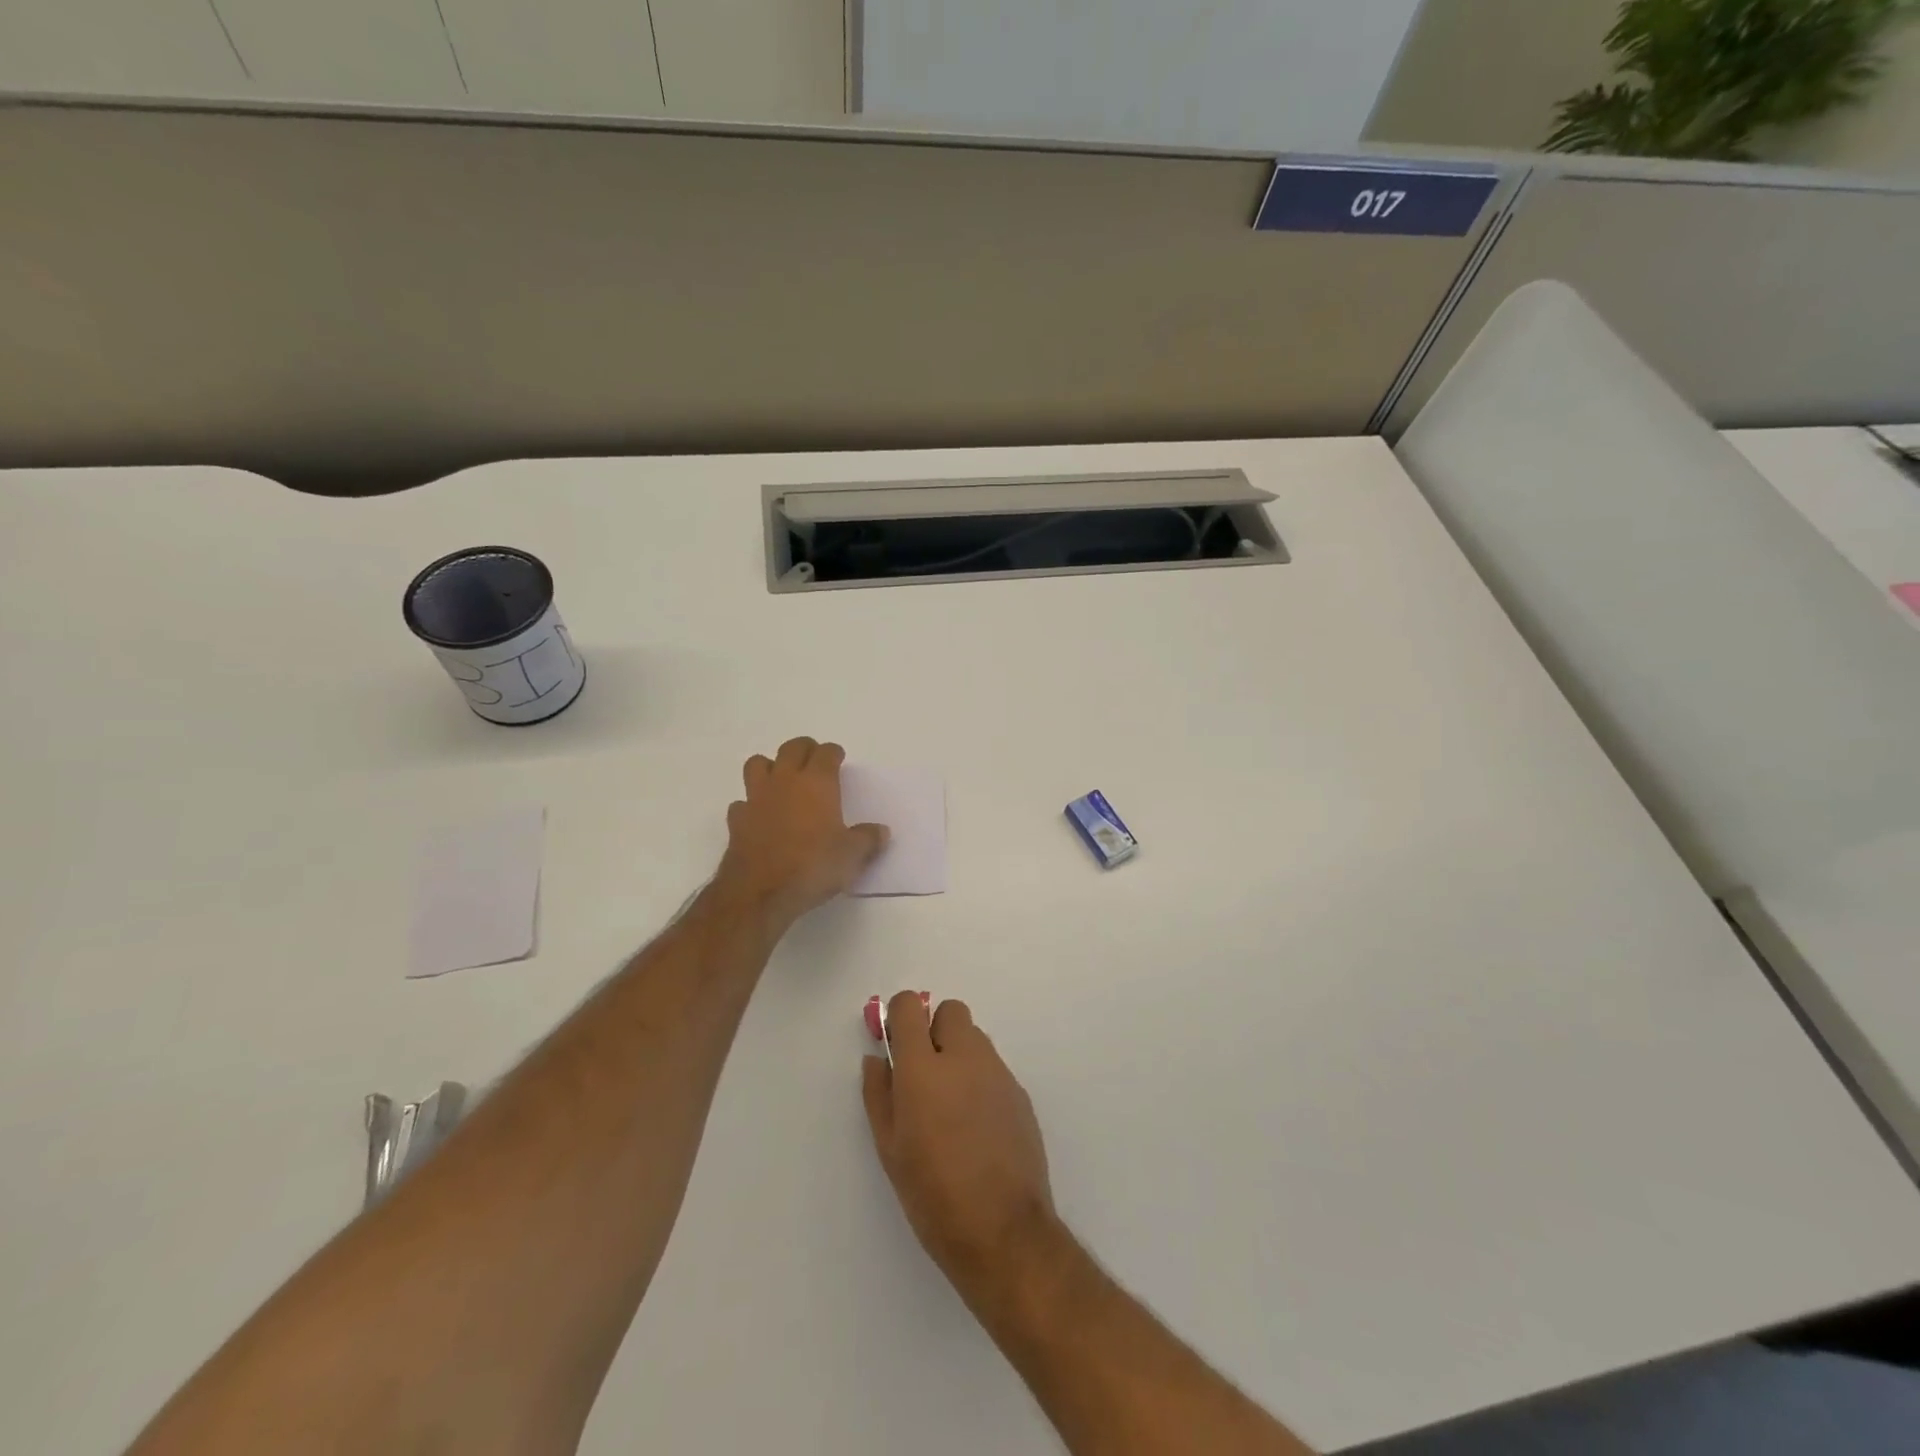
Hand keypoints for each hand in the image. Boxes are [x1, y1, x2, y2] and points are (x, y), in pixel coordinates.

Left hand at [716, 738, 888, 927]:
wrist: (760, 892)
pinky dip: (751, 804)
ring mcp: (756, 798)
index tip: (838, 758)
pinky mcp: (737, 820)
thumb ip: (868, 839)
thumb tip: (881, 831)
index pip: (825, 753)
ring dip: (770, 766)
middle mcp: (785, 781)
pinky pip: (742, 802)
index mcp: (817, 783)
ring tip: (781, 780)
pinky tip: (759, 816)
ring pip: (758, 764)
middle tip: (813, 760)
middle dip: (804, 749)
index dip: (833, 753)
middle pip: (792, 748)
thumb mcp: (852, 856)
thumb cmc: (812, 866)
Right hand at [863, 993, 1057, 1306]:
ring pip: (975, 1037)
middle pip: (950, 1011)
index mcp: (924, 1068)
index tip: (895, 1042)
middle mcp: (964, 1057)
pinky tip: (977, 1125)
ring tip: (951, 1104)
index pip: (910, 1006)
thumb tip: (877, 1058)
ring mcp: (997, 1072)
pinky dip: (980, 1079)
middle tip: (924, 1072)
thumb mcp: (890, 1149)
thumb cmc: (933, 1194)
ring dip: (959, 1053)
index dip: (899, 1017)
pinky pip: (994, 1067)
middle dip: (934, 1029)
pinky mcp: (1020, 1092)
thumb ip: (879, 1094)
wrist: (1003, 1230)